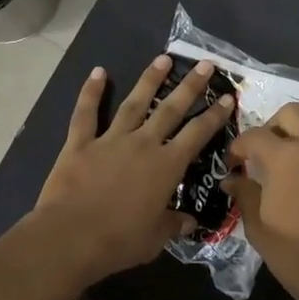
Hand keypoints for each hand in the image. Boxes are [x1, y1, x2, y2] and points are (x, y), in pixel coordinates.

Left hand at [33, 56, 233, 283]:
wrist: (71, 237)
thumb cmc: (119, 241)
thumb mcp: (155, 238)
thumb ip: (174, 225)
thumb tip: (190, 222)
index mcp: (166, 167)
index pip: (197, 135)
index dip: (214, 116)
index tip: (227, 98)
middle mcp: (143, 145)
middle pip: (171, 109)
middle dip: (190, 86)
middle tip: (205, 64)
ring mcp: (110, 140)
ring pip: (134, 104)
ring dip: (149, 80)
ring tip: (163, 58)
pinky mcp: (80, 144)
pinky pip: (86, 113)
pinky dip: (91, 92)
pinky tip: (98, 72)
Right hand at [223, 100, 298, 299]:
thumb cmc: (292, 253)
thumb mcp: (256, 226)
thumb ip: (244, 194)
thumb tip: (232, 180)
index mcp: (283, 157)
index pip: (253, 137)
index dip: (238, 147)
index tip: (234, 163)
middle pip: (292, 112)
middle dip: (275, 126)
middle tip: (270, 149)